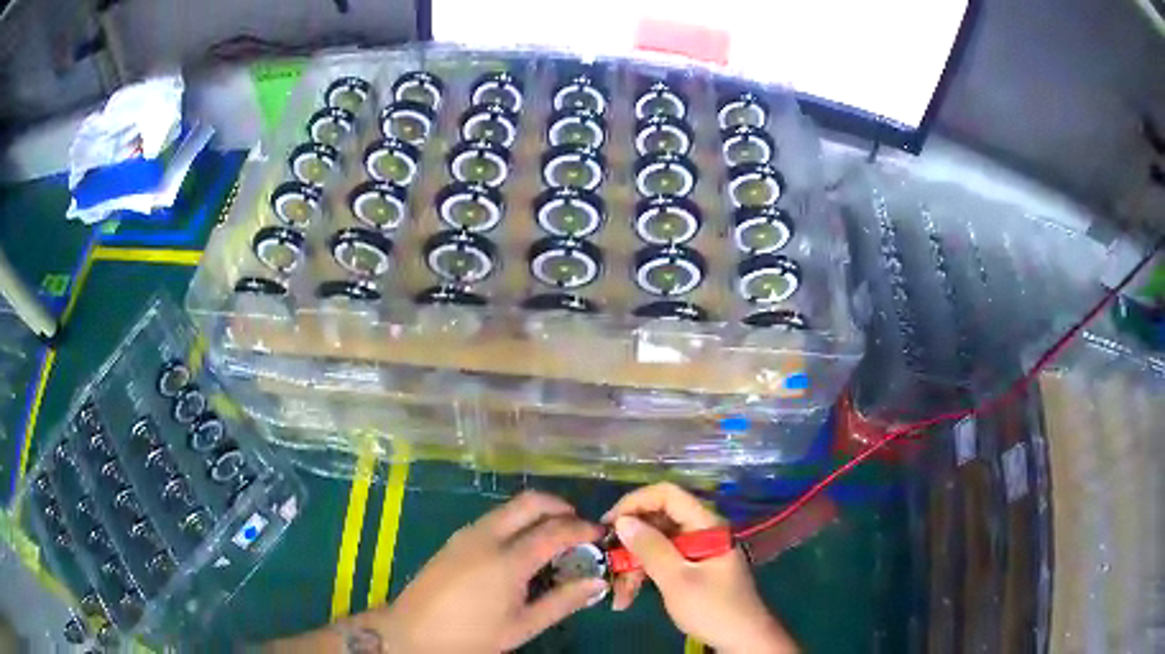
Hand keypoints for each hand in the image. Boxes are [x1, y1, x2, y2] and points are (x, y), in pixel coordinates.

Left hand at [378, 491, 605, 652]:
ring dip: (537, 513)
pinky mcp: (455, 539)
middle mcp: (487, 536)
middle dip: (560, 507)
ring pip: (510, 507)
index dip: (583, 528)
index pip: (555, 530)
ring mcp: (467, 534)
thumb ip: (562, 601)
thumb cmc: (472, 635)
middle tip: (578, 527)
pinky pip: (494, 518)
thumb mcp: (523, 625)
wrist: (412, 633)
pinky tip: (521, 549)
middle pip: (530, 502)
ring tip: (553, 539)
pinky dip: (516, 522)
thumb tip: (597, 582)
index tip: (601, 534)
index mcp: (508, 560)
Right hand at [603, 483, 797, 653]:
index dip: (635, 502)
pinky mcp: (692, 567)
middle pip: (658, 521)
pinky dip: (644, 575)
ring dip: (633, 566)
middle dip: (630, 543)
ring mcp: (697, 549)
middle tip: (608, 565)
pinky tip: (628, 597)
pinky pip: (662, 560)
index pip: (667, 494)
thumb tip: (622, 520)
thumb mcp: (677, 580)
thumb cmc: (713, 608)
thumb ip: (651, 548)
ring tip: (619, 594)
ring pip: (655, 544)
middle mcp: (701, 530)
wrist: (742, 639)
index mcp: (706, 525)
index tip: (608, 524)